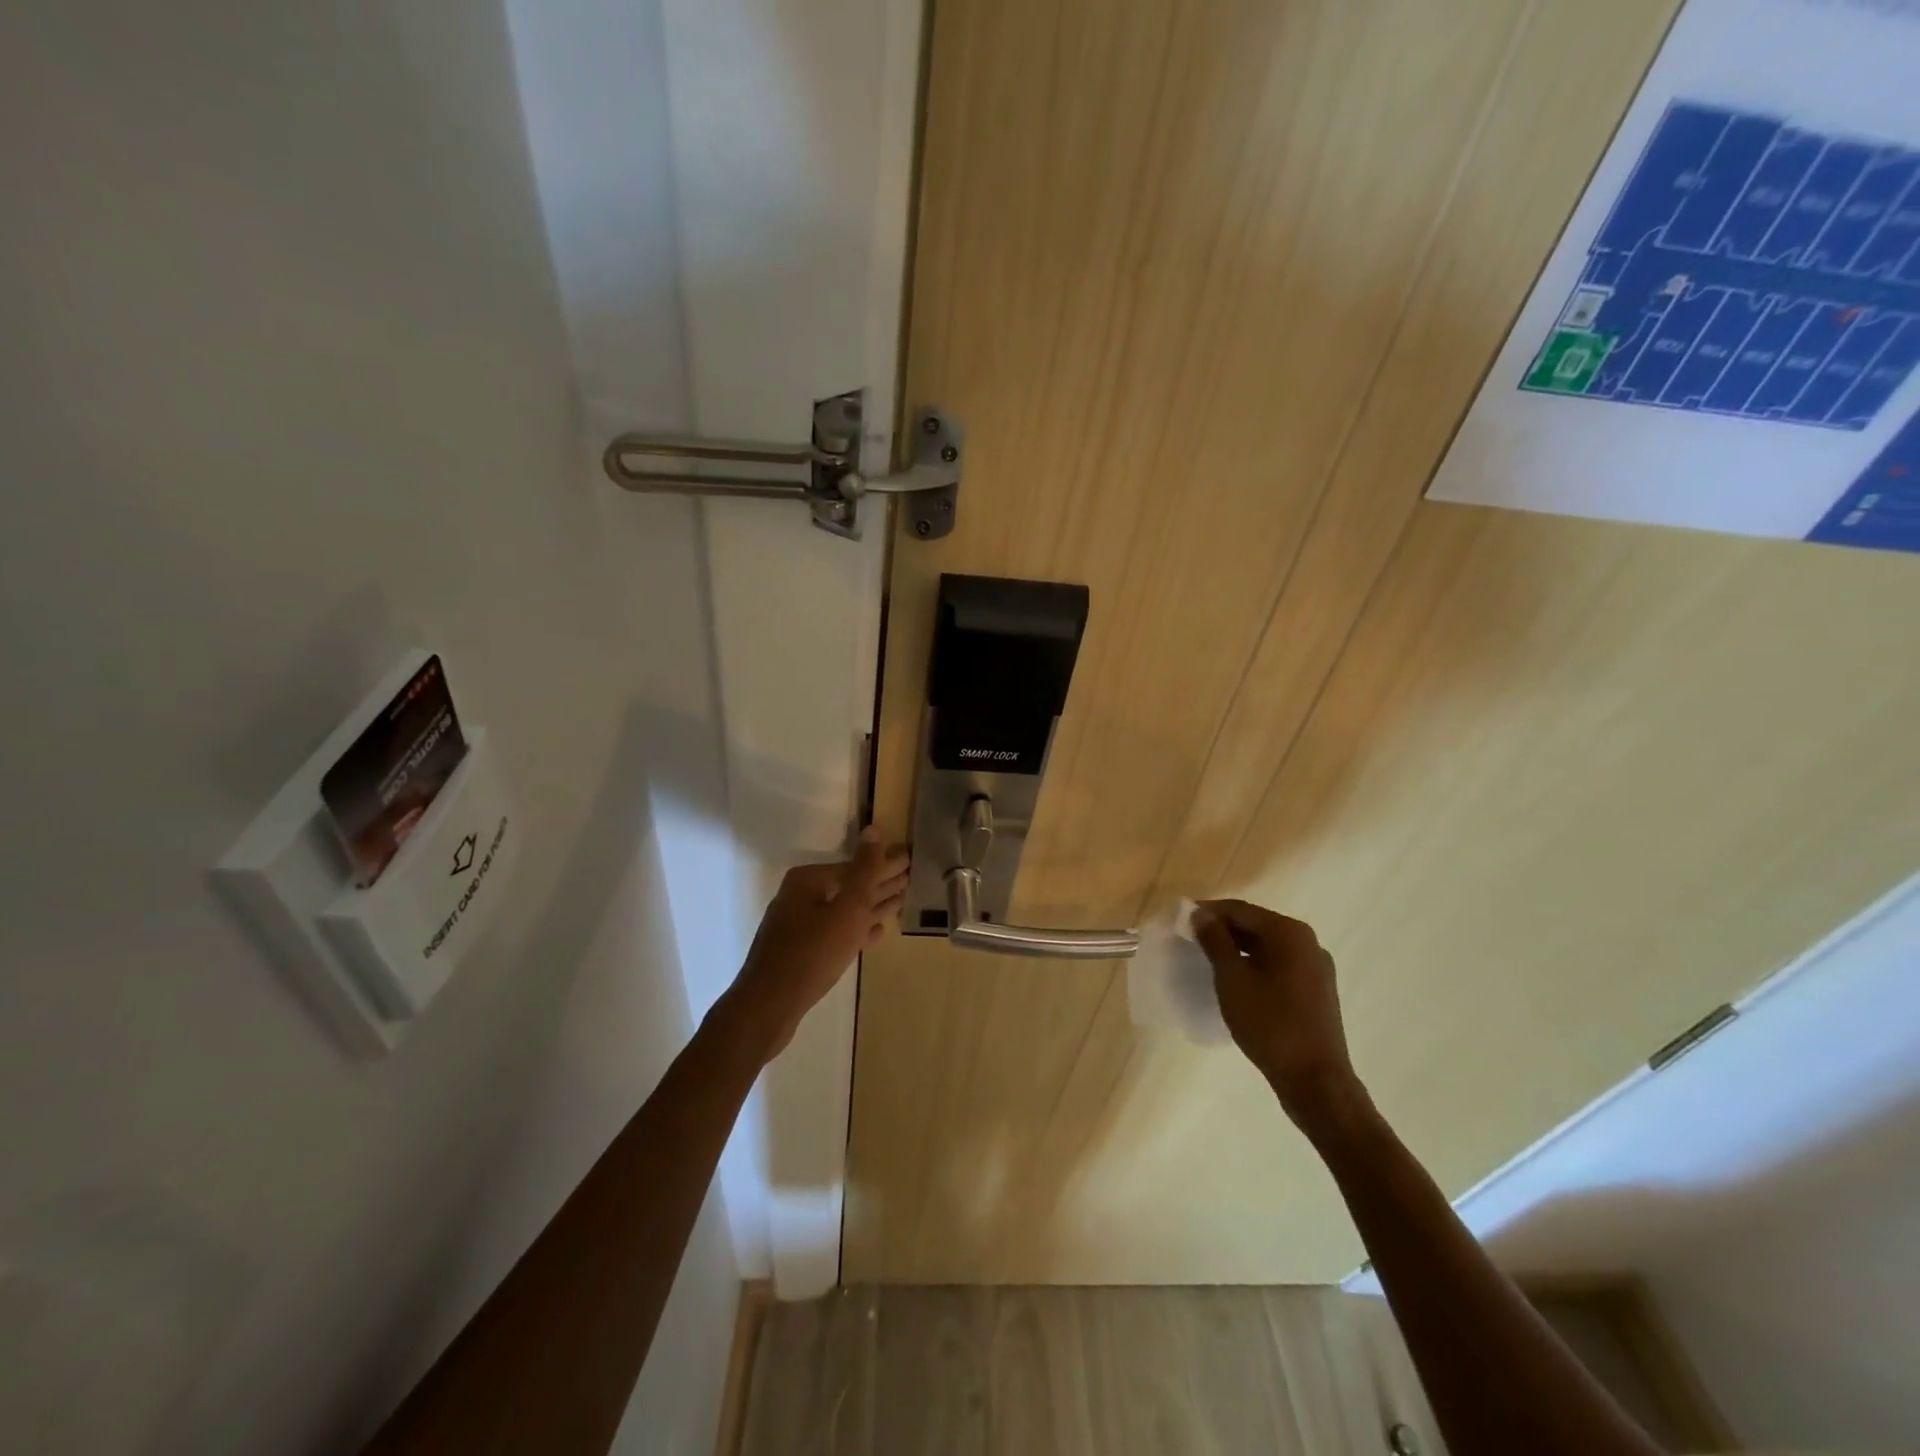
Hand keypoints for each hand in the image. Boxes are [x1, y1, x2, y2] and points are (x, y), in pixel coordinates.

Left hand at [724, 829, 910, 1060]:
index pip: (856, 866)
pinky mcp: (800, 952)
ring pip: (843, 911)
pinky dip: (856, 930)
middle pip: (849, 886)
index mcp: (808, 880)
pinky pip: (835, 932)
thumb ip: (865, 870)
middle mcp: (799, 897)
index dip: (885, 863)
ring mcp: (797, 925)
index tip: (910, 860)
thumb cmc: (812, 953)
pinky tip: (876, 933)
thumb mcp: (847, 909)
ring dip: (872, 906)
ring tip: (900, 901)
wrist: (768, 1006)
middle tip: (910, 877)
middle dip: (880, 883)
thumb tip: (873, 830)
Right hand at [1191, 899, 1367, 1134]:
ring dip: (1237, 949)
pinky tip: (1236, 981)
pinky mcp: (1317, 990)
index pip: (1239, 910)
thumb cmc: (1269, 1024)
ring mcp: (1316, 968)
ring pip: (1267, 947)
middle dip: (1222, 930)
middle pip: (1256, 925)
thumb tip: (1201, 915)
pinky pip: (1279, 965)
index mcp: (1289, 933)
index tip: (1179, 921)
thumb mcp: (1232, 979)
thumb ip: (1215, 941)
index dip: (1207, 912)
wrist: (1316, 1081)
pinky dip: (1255, 965)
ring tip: (1208, 961)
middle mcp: (1307, 942)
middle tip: (1190, 941)